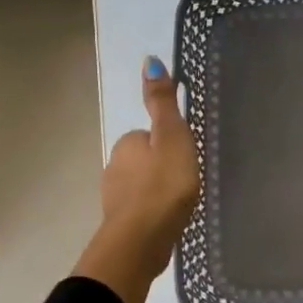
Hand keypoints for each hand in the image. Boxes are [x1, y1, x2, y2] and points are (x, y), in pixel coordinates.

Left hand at [99, 56, 200, 262]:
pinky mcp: (121, 224)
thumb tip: (149, 60)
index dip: (171, 144)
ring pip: (142, 186)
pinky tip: (169, 221)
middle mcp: (114, 167)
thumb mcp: (172, 136)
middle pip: (146, 160)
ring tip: (182, 203)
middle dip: (163, 168)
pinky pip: (141, 210)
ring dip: (158, 191)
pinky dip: (154, 212)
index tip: (187, 157)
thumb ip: (163, 103)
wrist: (141, 242)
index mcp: (127, 143)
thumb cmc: (163, 185)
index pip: (151, 135)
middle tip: (188, 181)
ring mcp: (115, 198)